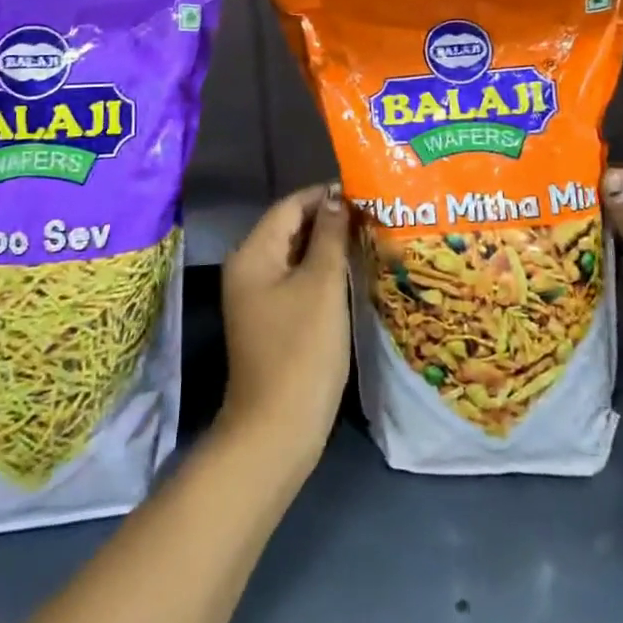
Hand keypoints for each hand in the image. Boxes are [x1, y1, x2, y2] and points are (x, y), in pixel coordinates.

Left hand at [216, 184, 351, 479]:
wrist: (277, 430)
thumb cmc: (301, 351)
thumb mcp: (321, 286)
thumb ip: (330, 236)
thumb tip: (337, 198)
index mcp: (253, 253)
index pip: (290, 206)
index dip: (325, 195)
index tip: (364, 192)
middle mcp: (249, 268)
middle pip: (291, 228)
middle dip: (330, 219)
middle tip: (373, 213)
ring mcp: (259, 297)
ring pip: (297, 255)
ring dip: (329, 245)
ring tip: (370, 236)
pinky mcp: (272, 320)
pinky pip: (298, 280)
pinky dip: (322, 271)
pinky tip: (353, 271)